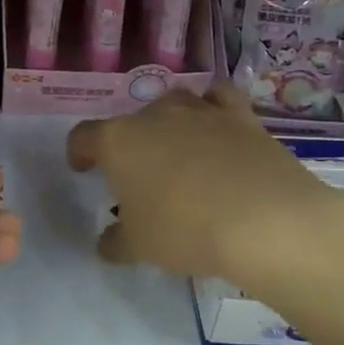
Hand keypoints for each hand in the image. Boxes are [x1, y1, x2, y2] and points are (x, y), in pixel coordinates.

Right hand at [67, 84, 343, 293]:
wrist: (264, 220)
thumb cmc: (185, 230)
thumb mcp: (139, 246)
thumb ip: (116, 241)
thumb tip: (107, 242)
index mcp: (118, 141)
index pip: (84, 137)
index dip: (79, 152)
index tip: (83, 169)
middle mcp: (155, 115)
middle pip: (130, 121)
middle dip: (130, 144)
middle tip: (139, 177)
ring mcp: (200, 110)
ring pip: (173, 103)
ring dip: (169, 123)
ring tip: (178, 151)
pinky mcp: (241, 115)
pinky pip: (219, 98)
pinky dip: (213, 107)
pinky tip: (216, 126)